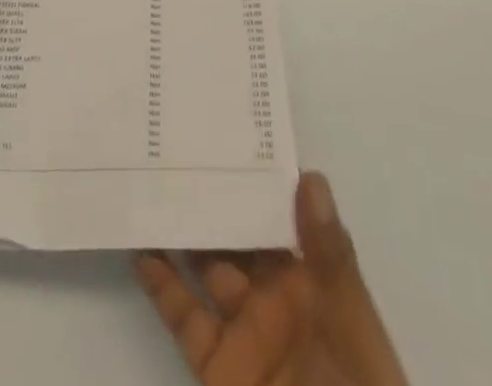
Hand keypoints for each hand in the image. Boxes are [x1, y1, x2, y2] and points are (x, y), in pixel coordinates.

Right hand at [137, 173, 407, 385]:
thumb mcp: (352, 323)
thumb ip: (330, 255)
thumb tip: (309, 176)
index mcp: (315, 276)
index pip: (283, 211)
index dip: (259, 173)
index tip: (227, 129)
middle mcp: (277, 294)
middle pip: (238, 232)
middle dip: (212, 194)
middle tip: (175, 146)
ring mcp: (245, 329)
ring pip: (206, 265)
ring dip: (181, 231)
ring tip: (150, 184)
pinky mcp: (218, 366)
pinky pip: (185, 319)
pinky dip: (161, 286)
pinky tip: (139, 250)